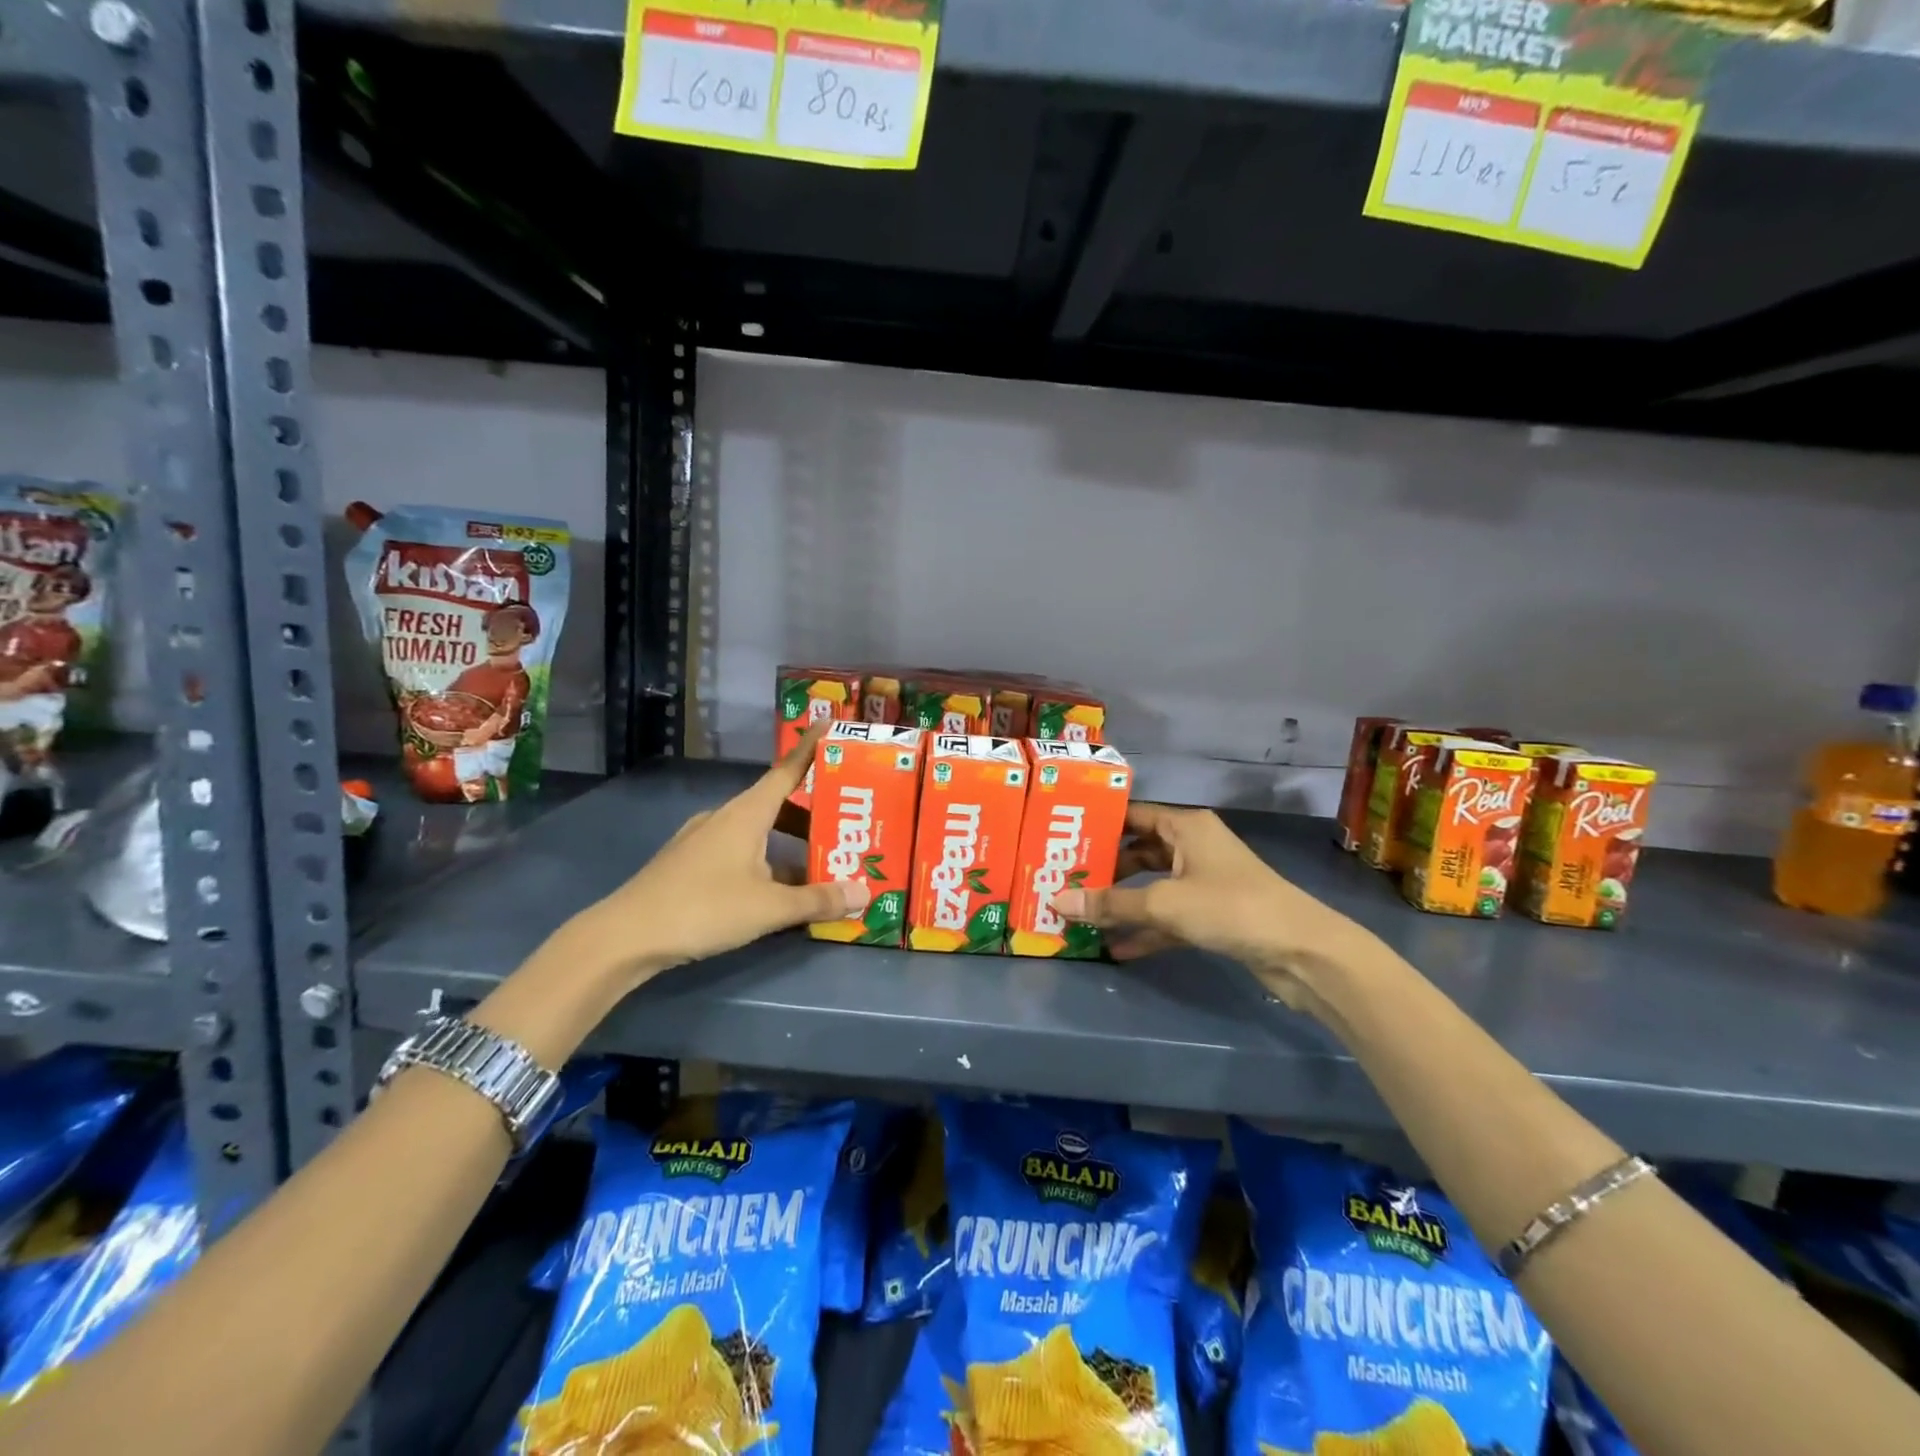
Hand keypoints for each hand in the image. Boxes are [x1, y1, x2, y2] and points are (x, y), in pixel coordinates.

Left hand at [576, 721, 865, 985]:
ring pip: (758, 831)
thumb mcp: (769, 907)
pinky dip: (766, 861)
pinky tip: (778, 891)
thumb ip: (818, 900)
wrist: (626, 936)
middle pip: (777, 804)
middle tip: (846, 823)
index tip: (830, 723)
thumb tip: (864, 892)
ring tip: (820, 863)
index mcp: (746, 813)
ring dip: (789, 843)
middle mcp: (725, 817)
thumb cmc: (703, 908)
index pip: (787, 770)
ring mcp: (703, 840)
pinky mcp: (690, 864)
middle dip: (812, 812)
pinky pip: (740, 852)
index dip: (811, 748)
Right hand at [1053, 802, 1380, 1014]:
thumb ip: (1111, 903)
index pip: (1132, 814)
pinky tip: (1115, 949)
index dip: (1098, 823)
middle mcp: (1193, 847)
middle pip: (1138, 852)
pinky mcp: (1212, 916)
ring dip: (1121, 903)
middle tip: (1063, 880)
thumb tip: (1056, 902)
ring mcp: (1203, 882)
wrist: (1301, 951)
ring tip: (1080, 915)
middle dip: (1104, 869)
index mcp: (1185, 826)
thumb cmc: (1230, 907)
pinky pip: (1168, 917)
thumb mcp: (1164, 903)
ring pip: (1152, 887)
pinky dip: (1145, 930)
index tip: (1061, 836)